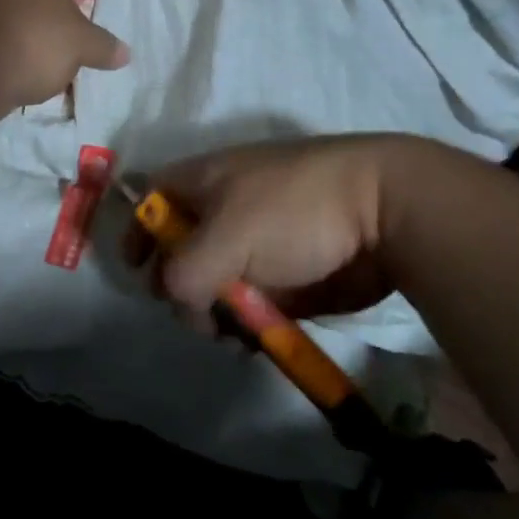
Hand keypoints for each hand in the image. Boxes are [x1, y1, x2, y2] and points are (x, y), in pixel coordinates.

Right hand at [144, 136, 401, 321]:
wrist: (383, 212)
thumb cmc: (293, 210)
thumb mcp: (224, 237)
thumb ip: (182, 273)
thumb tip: (176, 298)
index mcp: (203, 180)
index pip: (151, 198)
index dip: (138, 229)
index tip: (136, 269)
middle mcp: (223, 210)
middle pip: (178, 252)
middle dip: (179, 288)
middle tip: (199, 314)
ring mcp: (257, 243)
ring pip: (214, 285)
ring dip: (215, 313)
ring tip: (234, 333)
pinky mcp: (286, 274)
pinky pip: (251, 303)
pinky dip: (248, 322)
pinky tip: (259, 338)